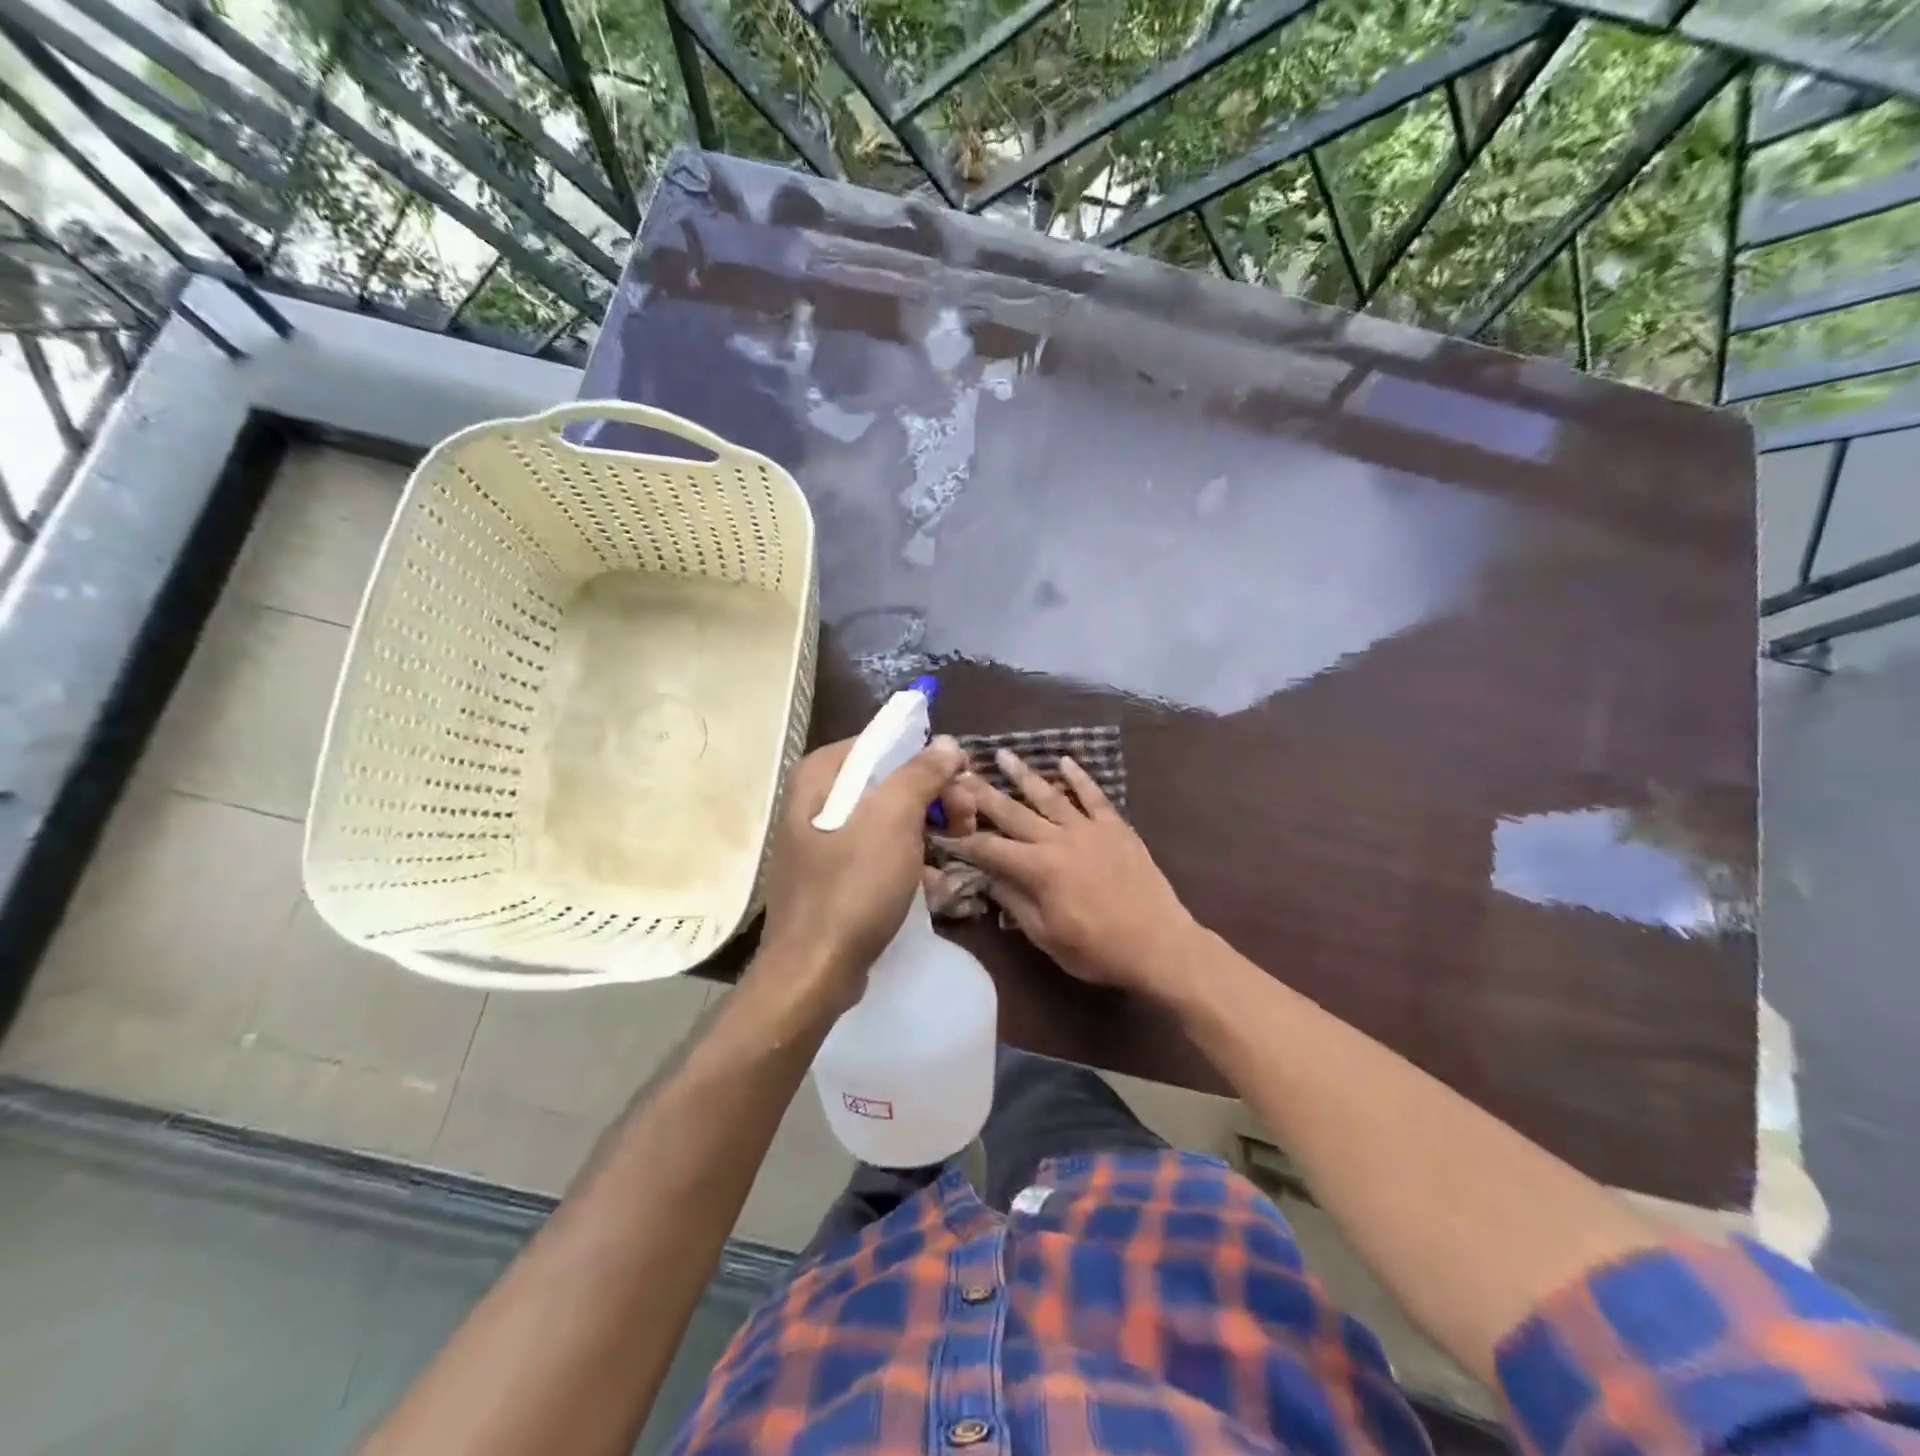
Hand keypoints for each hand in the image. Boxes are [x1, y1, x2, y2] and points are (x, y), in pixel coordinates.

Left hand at [759, 734, 968, 1010]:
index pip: (882, 743)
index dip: (927, 757)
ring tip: (958, 849)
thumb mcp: (893, 819)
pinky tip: (934, 882)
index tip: (961, 780)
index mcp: (820, 776)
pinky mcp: (832, 876)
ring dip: (927, 830)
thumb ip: (920, 773)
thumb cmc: (853, 886)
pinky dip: (907, 860)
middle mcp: (815, 800)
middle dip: (933, 798)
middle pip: (887, 781)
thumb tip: (947, 743)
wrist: (813, 971)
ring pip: (887, 818)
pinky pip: (877, 853)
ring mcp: (821, 841)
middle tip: (967, 820)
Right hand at [940, 750, 1197, 996]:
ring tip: (1002, 754)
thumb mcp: (1046, 936)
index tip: (942, 827)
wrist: (1159, 944)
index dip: (963, 840)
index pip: (990, 848)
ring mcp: (1089, 829)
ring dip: (1023, 774)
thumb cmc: (1098, 949)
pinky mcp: (1116, 827)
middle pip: (1013, 812)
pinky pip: (1094, 796)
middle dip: (983, 794)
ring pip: (1049, 795)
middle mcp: (1058, 839)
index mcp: (1038, 869)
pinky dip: (1079, 777)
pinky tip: (1064, 760)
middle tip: (960, 772)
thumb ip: (1014, 903)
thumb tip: (987, 878)